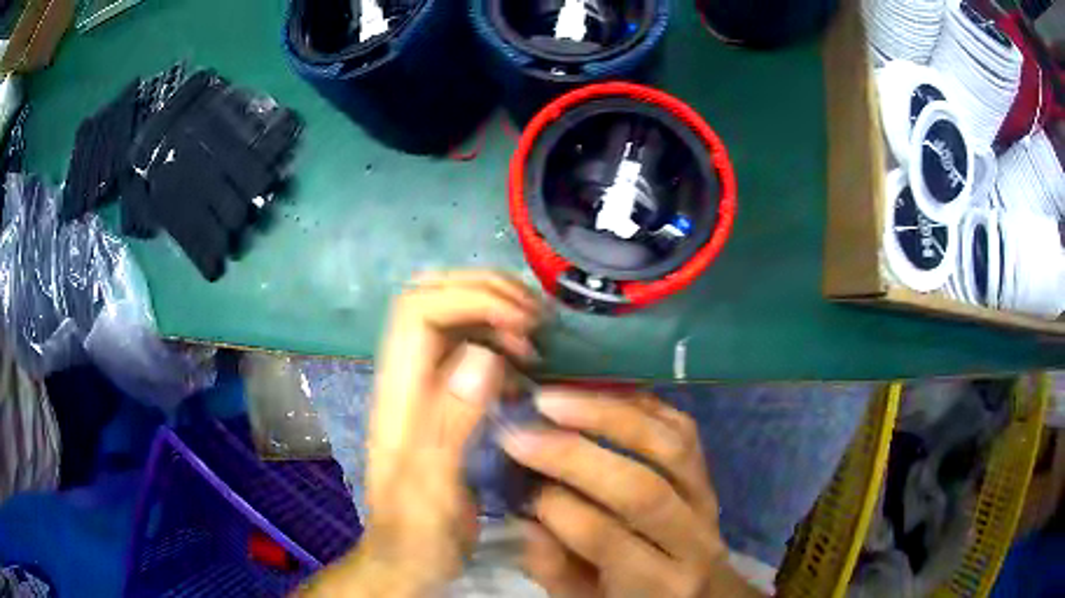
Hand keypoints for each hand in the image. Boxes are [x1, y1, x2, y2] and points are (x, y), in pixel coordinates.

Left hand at [300, 271, 541, 596]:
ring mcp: (425, 386)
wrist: (406, 557)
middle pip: (429, 297)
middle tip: (534, 319)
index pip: (418, 310)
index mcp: (398, 392)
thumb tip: (483, 353)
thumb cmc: (417, 531)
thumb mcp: (432, 488)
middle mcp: (407, 377)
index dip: (470, 300)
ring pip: (450, 316)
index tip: (522, 326)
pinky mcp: (444, 400)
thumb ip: (449, 423)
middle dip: (484, 292)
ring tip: (534, 335)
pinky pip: (469, 346)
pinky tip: (525, 362)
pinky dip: (500, 339)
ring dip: (494, 310)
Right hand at [503, 390, 764, 597]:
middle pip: (641, 490)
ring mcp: (707, 498)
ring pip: (668, 446)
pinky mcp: (709, 472)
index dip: (553, 506)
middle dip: (573, 455)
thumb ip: (553, 568)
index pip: (605, 539)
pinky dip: (640, 404)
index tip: (513, 481)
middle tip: (520, 430)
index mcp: (657, 585)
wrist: (700, 593)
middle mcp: (693, 540)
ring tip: (553, 399)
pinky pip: (682, 427)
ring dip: (608, 415)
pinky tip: (598, 392)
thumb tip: (524, 515)